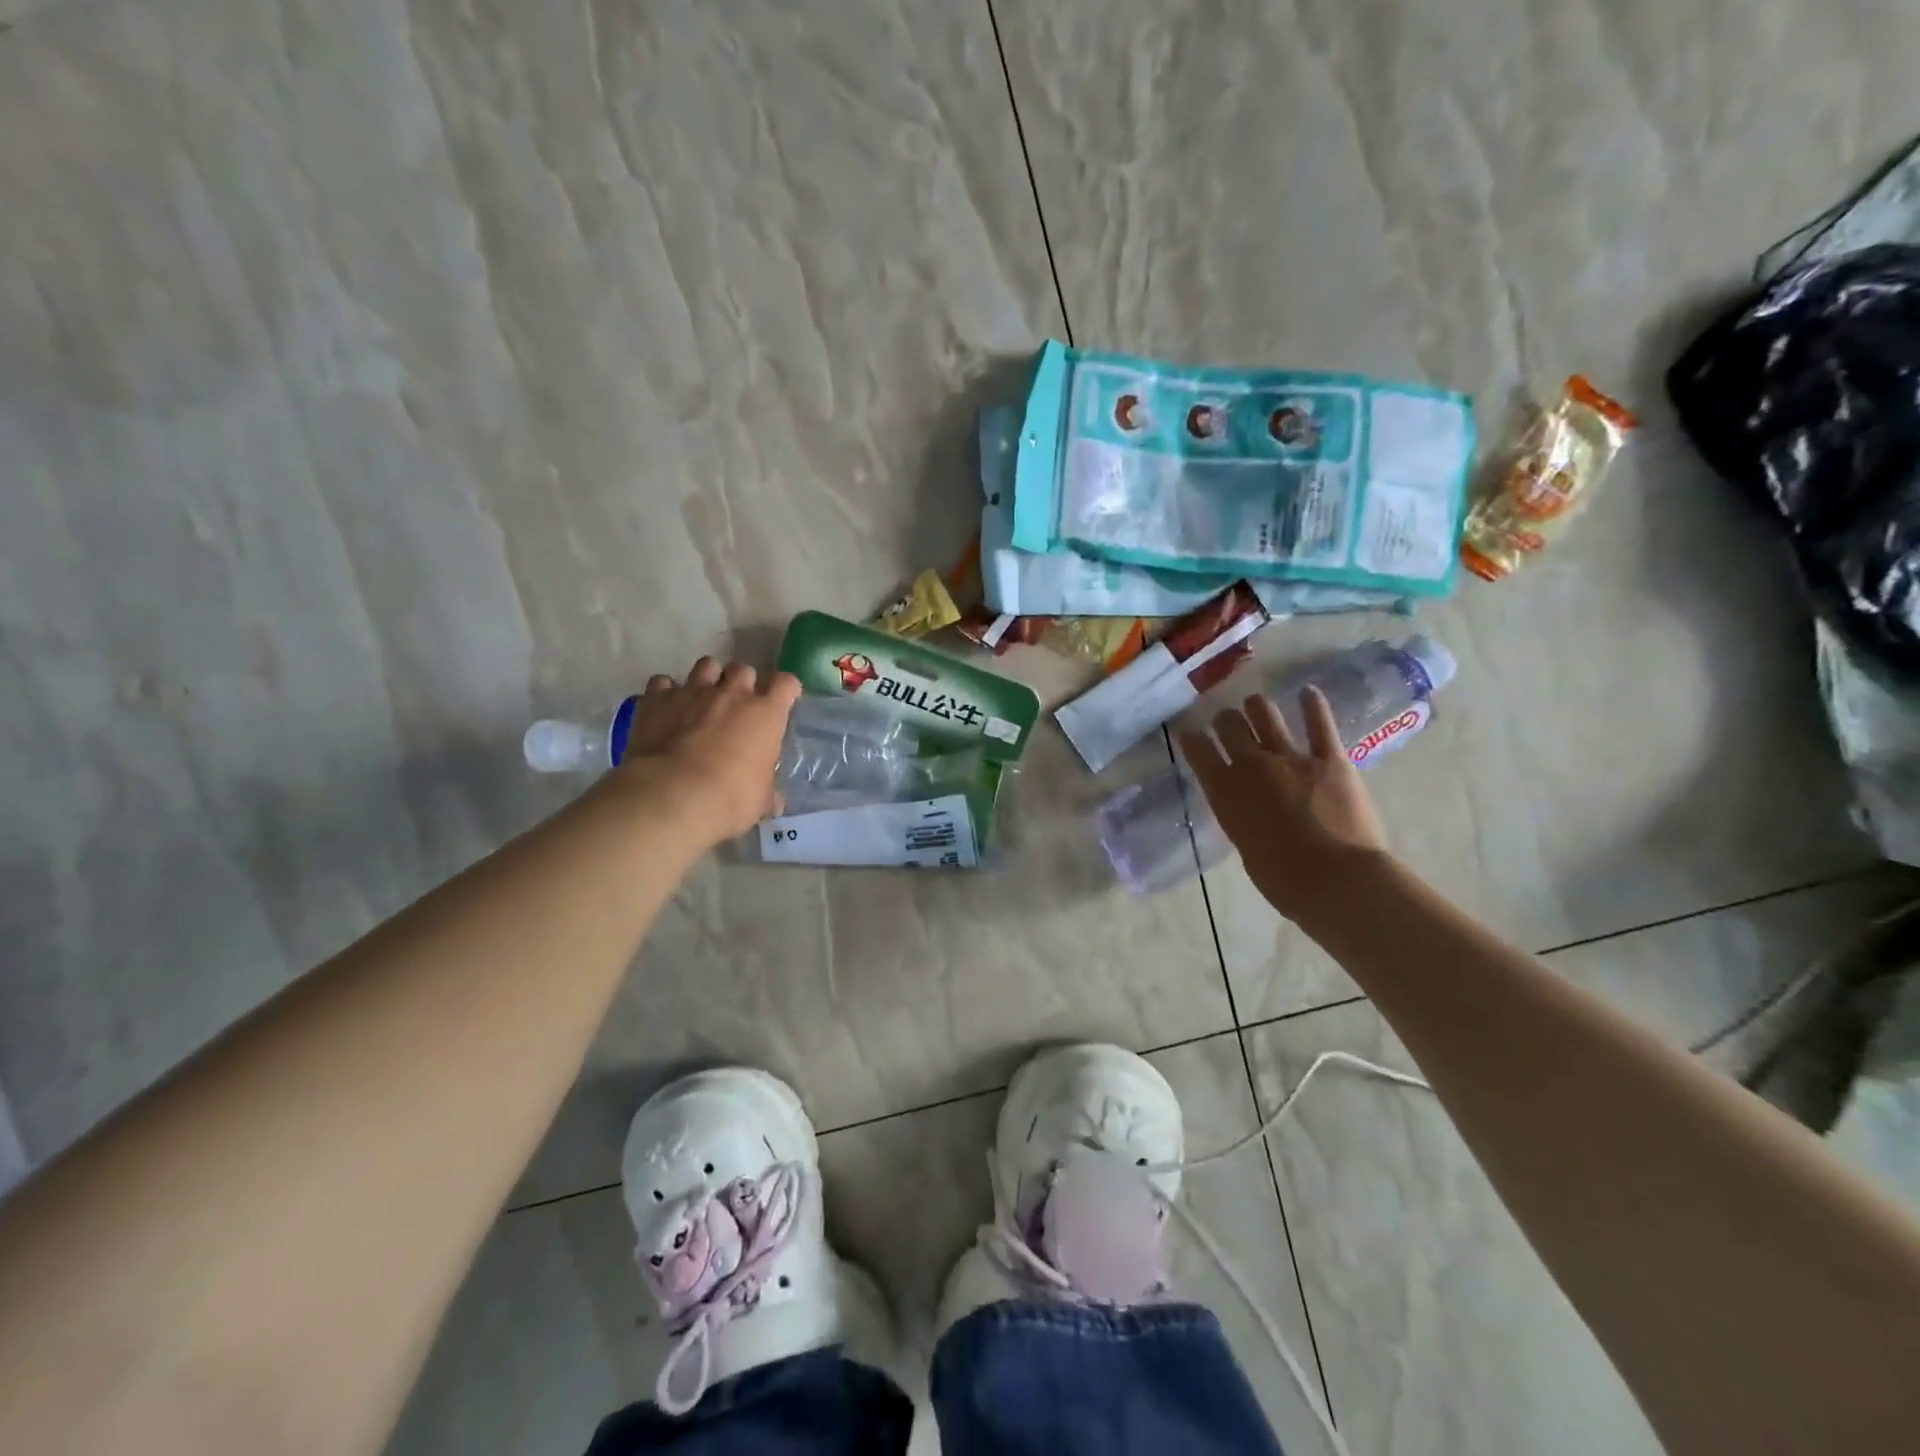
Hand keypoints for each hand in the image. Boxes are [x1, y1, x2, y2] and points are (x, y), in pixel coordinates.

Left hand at [609, 657, 801, 843]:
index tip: (782, 701)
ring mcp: (692, 692)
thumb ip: (768, 792)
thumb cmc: (730, 798)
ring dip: (708, 679)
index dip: (786, 690)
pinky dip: (665, 692)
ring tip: (702, 699)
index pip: (786, 683)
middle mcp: (732, 694)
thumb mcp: (760, 801)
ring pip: (706, 665)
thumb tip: (774, 802)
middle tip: (737, 705)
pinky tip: (665, 708)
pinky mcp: (657, 699)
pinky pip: (662, 682)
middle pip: (744, 669)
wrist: (672, 796)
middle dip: (742, 683)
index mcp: (765, 714)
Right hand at [1178, 687, 1388, 922]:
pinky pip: (1319, 723)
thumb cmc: (1282, 880)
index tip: (1187, 730)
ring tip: (1257, 706)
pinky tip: (1309, 693)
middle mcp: (1251, 765)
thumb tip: (1246, 805)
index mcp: (1224, 792)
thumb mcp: (1245, 845)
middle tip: (1227, 722)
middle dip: (1225, 720)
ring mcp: (1291, 757)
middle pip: (1229, 725)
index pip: (1197, 750)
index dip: (1190, 736)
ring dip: (1257, 707)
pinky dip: (1313, 705)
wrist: (1336, 881)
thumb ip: (1240, 815)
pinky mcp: (1330, 758)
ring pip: (1265, 713)